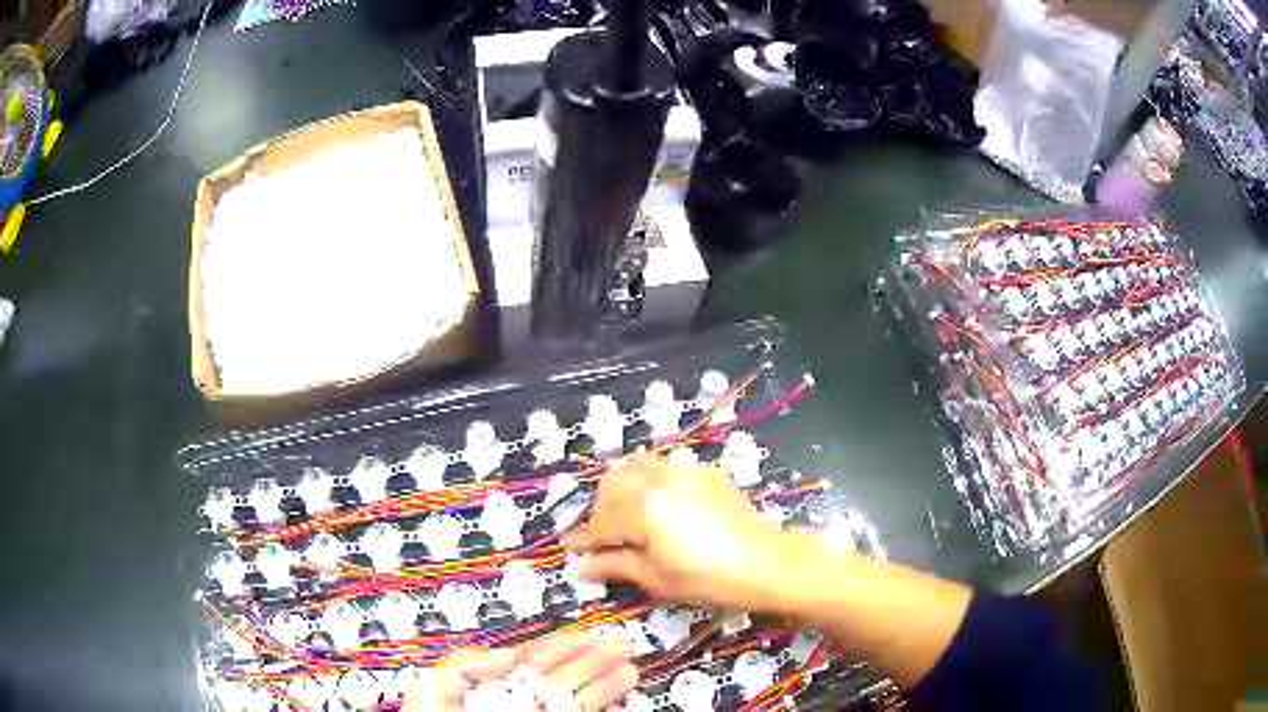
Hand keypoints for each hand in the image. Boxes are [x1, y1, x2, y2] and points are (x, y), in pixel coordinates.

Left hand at [403, 631, 637, 710]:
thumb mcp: (435, 689)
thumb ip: (465, 665)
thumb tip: (506, 653)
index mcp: (491, 689)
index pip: (534, 662)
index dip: (564, 646)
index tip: (591, 633)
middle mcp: (519, 705)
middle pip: (563, 678)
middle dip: (594, 659)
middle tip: (621, 644)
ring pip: (578, 701)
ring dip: (605, 685)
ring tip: (628, 671)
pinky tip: (620, 704)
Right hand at [562, 460, 778, 610]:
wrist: (763, 563)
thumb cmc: (705, 578)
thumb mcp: (655, 577)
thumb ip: (613, 565)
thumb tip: (580, 566)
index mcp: (642, 508)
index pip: (601, 523)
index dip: (583, 538)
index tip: (568, 546)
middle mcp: (658, 479)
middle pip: (612, 483)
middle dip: (601, 508)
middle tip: (605, 535)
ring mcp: (684, 471)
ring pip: (637, 468)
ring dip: (624, 491)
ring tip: (629, 518)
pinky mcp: (704, 472)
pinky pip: (666, 470)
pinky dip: (652, 486)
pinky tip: (663, 509)